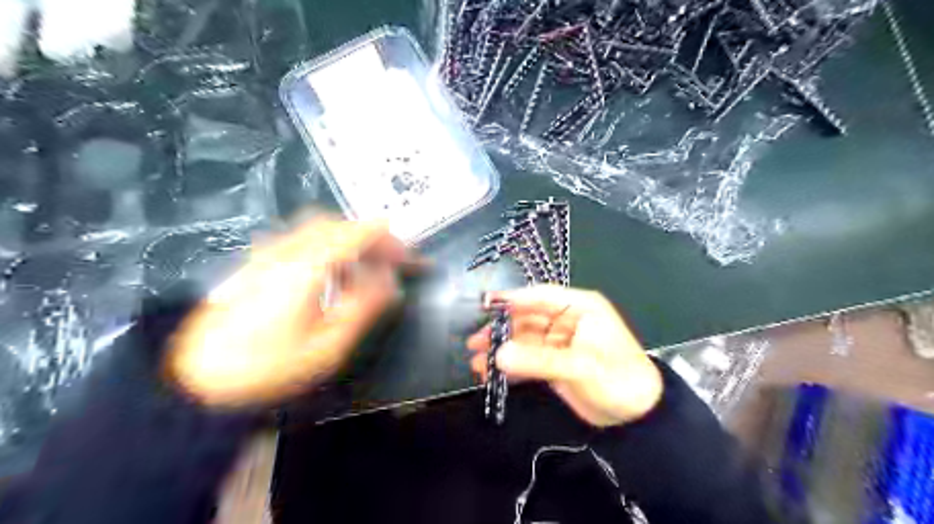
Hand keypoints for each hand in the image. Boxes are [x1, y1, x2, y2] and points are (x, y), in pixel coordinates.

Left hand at [166, 220, 415, 407]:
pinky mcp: (256, 265)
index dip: (386, 239)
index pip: (353, 235)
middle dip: (367, 237)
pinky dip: (327, 248)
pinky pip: (300, 243)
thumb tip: (389, 281)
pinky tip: (332, 275)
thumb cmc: (268, 368)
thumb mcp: (327, 345)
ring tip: (365, 269)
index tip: (407, 254)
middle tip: (388, 261)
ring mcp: (266, 255)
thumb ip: (363, 306)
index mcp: (304, 268)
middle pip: (334, 225)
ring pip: (316, 231)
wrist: (197, 380)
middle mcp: (284, 252)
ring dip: (347, 241)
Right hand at [466, 284, 663, 427]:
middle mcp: (566, 320)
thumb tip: (498, 355)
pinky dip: (511, 366)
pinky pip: (527, 359)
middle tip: (474, 342)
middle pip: (526, 318)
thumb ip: (539, 360)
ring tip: (476, 362)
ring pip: (523, 340)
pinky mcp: (553, 363)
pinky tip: (492, 374)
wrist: (637, 416)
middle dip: (500, 330)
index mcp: (579, 307)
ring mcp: (558, 342)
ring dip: (501, 350)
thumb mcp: (580, 366)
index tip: (484, 305)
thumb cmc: (618, 378)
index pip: (540, 296)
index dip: (512, 299)